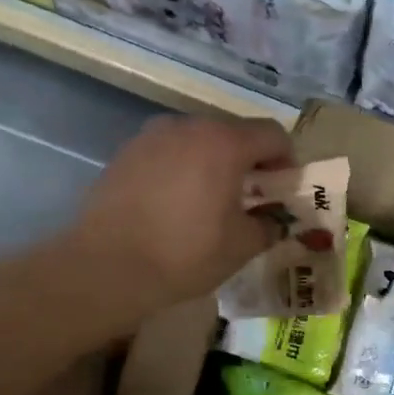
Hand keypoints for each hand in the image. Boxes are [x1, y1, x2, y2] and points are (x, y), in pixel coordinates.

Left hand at [63, 115, 293, 320]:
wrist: (107, 267)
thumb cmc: (185, 254)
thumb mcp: (241, 246)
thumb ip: (269, 225)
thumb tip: (275, 220)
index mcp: (224, 143)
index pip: (273, 134)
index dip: (287, 159)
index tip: (284, 188)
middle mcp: (189, 127)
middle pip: (234, 133)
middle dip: (250, 160)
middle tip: (252, 196)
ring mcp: (152, 136)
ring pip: (198, 141)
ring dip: (214, 163)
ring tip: (212, 200)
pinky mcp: (126, 153)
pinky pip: (169, 153)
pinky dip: (183, 169)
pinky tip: (176, 204)